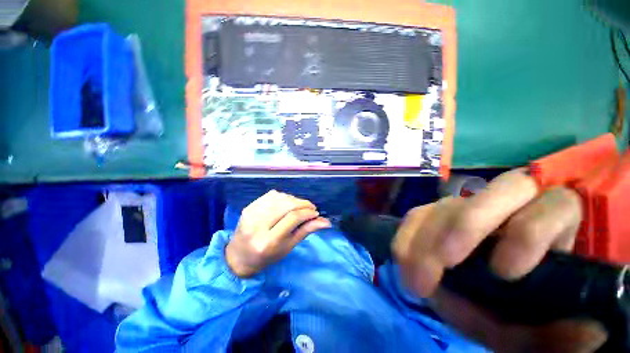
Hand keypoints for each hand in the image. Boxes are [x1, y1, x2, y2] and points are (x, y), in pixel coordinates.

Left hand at [226, 190, 330, 277]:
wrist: (238, 256)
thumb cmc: (266, 257)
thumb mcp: (288, 247)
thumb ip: (306, 231)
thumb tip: (326, 222)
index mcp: (268, 241)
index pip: (293, 218)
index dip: (307, 212)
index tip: (316, 213)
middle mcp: (258, 224)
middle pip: (287, 205)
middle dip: (303, 203)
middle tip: (311, 208)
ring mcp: (251, 213)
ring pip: (280, 197)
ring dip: (294, 199)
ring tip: (300, 206)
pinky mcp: (249, 206)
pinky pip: (271, 195)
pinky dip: (283, 196)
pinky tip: (288, 202)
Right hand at [393, 169, 606, 351]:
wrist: (487, 292)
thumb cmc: (520, 307)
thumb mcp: (537, 328)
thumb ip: (555, 334)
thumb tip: (588, 333)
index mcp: (553, 221)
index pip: (556, 204)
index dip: (529, 231)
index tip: (503, 273)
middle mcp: (510, 204)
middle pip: (499, 191)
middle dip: (467, 227)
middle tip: (442, 266)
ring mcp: (467, 205)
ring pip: (447, 205)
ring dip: (426, 239)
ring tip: (413, 277)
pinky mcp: (435, 213)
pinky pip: (417, 215)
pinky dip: (407, 238)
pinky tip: (402, 260)